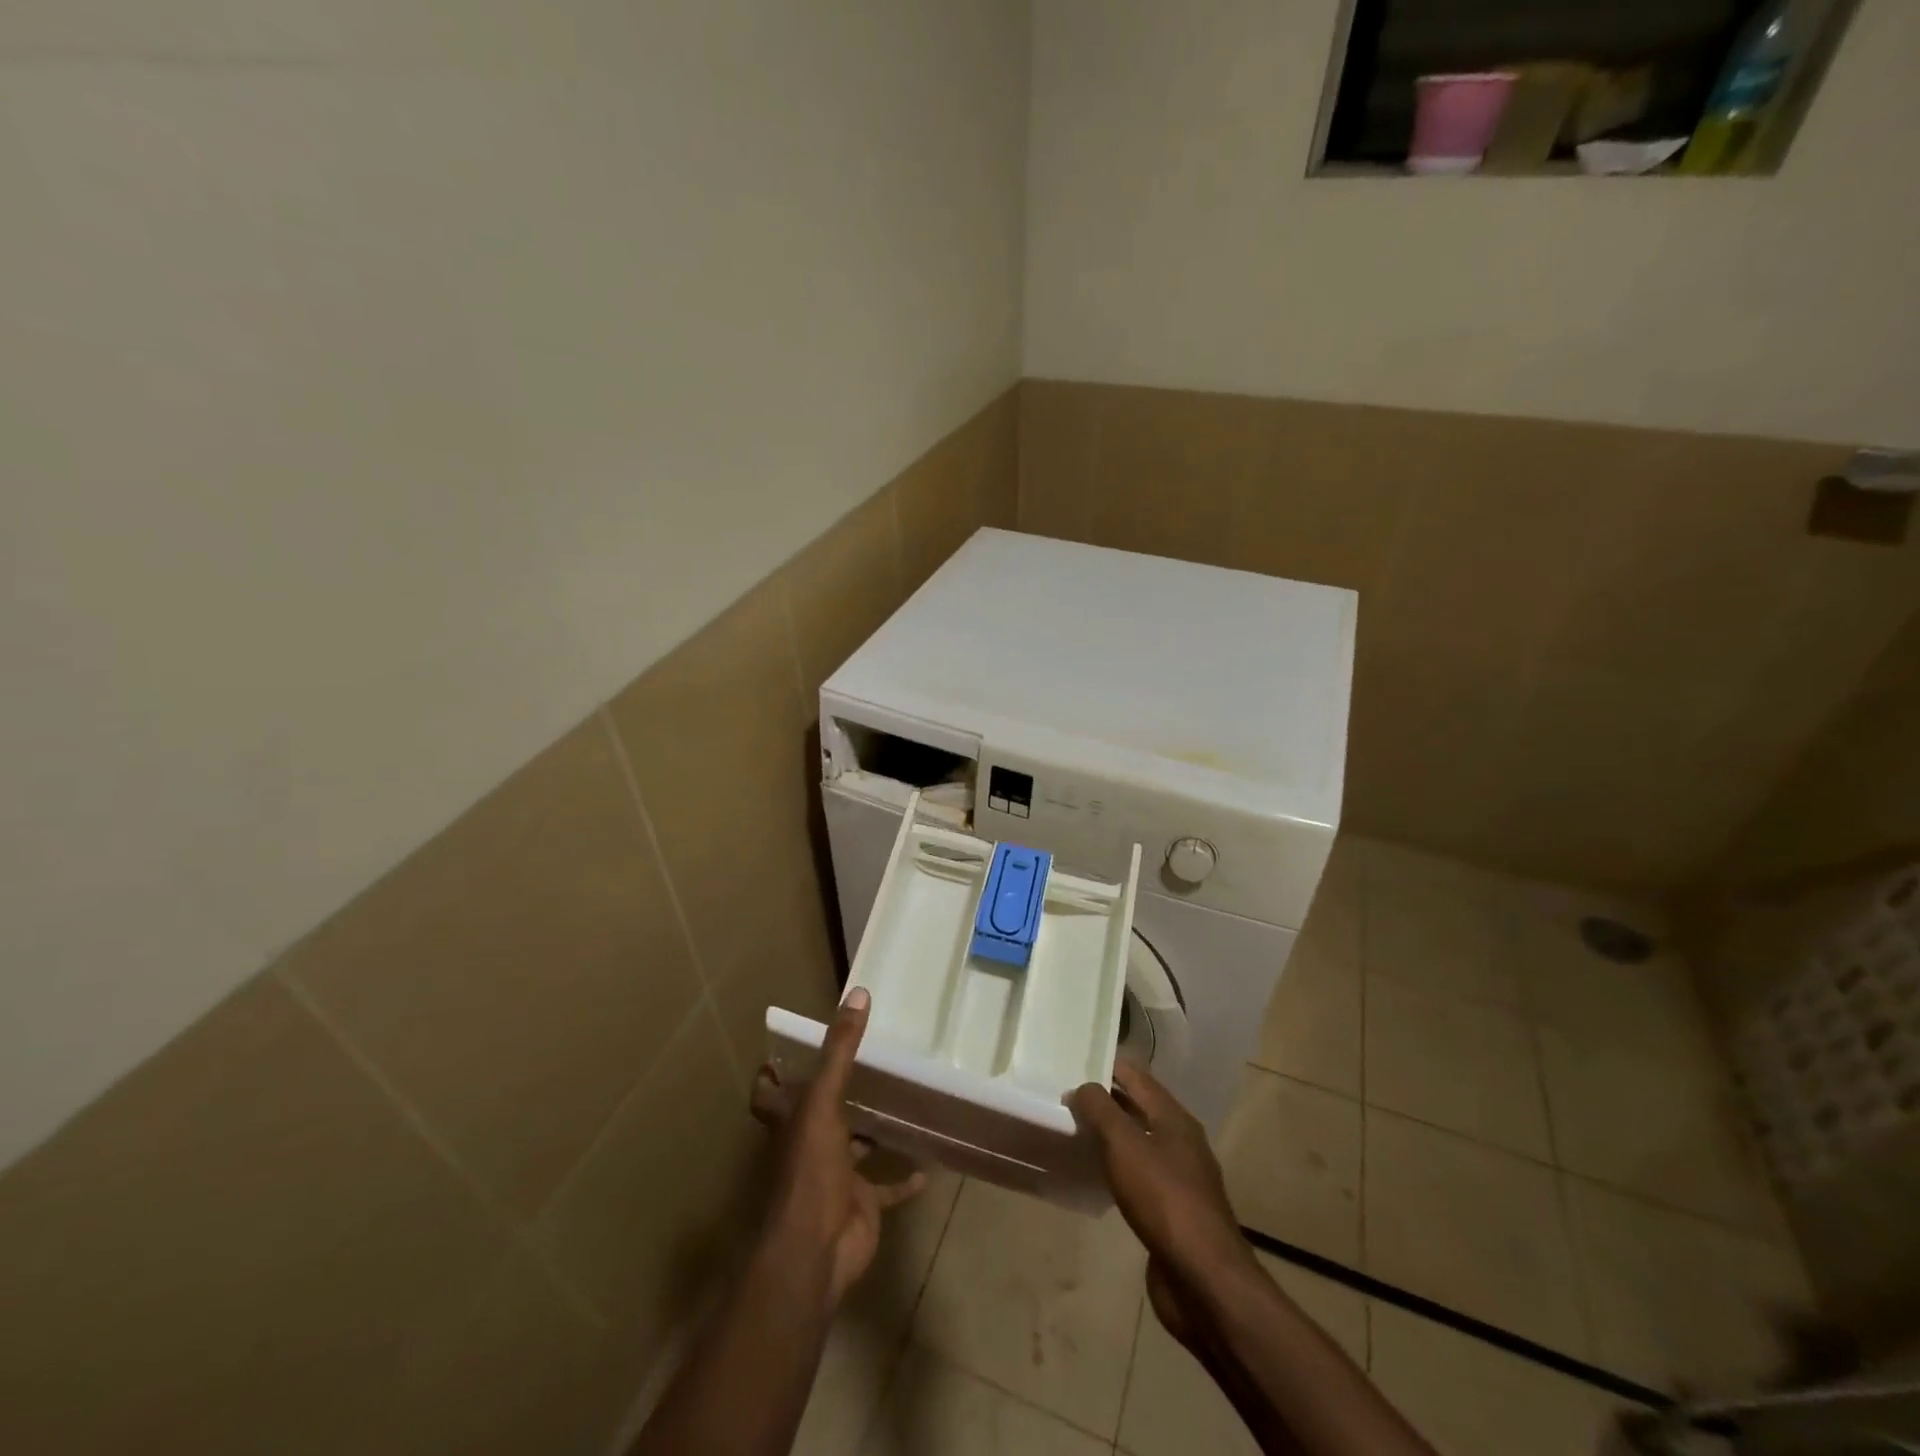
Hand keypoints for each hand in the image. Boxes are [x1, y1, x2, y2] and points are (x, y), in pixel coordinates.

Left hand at [750, 988, 925, 1306]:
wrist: (817, 1249)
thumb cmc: (810, 1168)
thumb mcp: (823, 1100)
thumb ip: (841, 1050)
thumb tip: (858, 993)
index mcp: (790, 1122)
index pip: (769, 1095)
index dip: (771, 1077)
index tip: (782, 1054)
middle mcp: (808, 1146)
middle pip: (814, 1117)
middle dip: (832, 1096)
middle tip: (863, 1064)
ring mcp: (835, 1177)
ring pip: (852, 1149)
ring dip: (870, 1134)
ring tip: (899, 1102)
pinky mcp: (861, 1205)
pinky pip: (886, 1189)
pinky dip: (904, 1180)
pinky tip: (927, 1165)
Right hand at [1068, 1059, 1254, 1286]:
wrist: (1203, 1280)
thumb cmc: (1164, 1199)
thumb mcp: (1125, 1144)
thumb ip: (1100, 1109)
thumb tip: (1081, 1087)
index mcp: (1174, 1118)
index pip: (1135, 1076)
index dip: (1105, 1066)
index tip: (1071, 1064)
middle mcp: (1180, 1141)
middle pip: (1137, 1107)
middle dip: (1104, 1100)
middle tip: (1064, 1097)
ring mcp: (1178, 1178)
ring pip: (1138, 1142)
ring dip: (1109, 1135)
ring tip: (1073, 1132)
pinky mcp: (1171, 1212)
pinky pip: (1138, 1175)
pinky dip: (1116, 1167)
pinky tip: (1095, 1175)